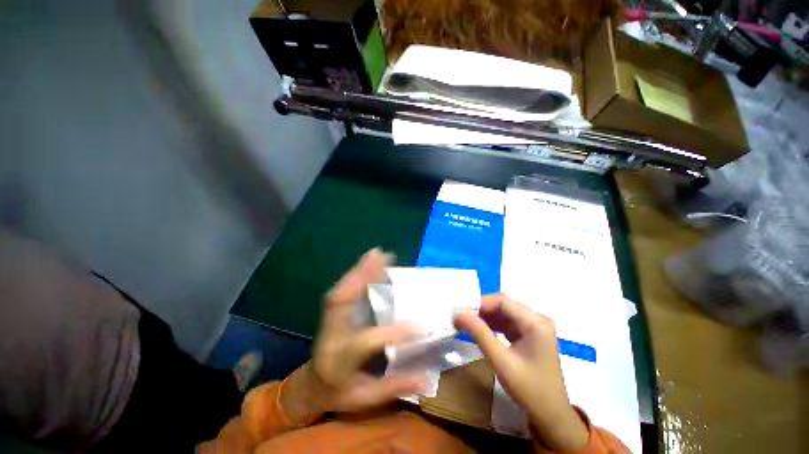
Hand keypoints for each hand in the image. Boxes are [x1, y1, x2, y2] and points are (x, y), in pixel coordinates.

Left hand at [281, 249, 426, 422]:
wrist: (313, 385)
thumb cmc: (340, 393)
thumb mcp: (366, 399)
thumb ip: (394, 387)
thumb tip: (426, 379)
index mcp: (339, 361)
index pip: (365, 342)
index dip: (392, 333)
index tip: (419, 326)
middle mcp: (331, 335)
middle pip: (342, 303)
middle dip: (363, 278)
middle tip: (383, 258)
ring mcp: (329, 321)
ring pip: (341, 291)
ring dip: (359, 270)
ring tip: (377, 253)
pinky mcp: (332, 312)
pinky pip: (342, 289)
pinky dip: (355, 274)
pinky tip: (368, 262)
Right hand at [454, 294, 588, 451]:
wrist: (552, 417)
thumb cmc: (530, 390)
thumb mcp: (501, 361)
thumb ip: (479, 334)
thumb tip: (458, 314)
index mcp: (535, 322)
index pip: (502, 301)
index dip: (480, 303)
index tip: (461, 312)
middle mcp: (536, 319)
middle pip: (503, 305)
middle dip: (481, 310)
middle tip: (461, 318)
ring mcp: (534, 327)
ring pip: (503, 313)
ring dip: (485, 318)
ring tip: (466, 324)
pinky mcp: (529, 335)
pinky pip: (507, 323)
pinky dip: (492, 325)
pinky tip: (479, 331)